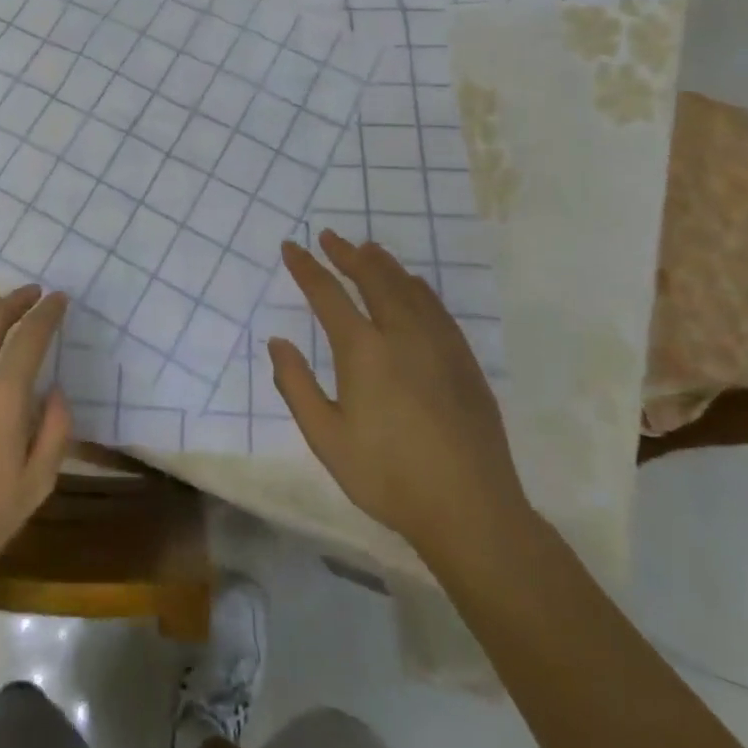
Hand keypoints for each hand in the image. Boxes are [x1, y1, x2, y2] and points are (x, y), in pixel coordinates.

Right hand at [270, 231, 530, 568]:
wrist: (471, 510)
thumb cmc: (388, 476)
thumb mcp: (327, 438)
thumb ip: (297, 386)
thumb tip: (277, 342)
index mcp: (364, 351)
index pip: (328, 294)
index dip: (307, 268)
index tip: (292, 247)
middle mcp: (402, 334)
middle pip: (373, 278)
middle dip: (347, 254)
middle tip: (330, 236)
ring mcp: (438, 344)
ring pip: (408, 287)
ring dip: (383, 264)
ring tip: (367, 248)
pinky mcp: (463, 360)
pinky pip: (436, 307)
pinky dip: (417, 287)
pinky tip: (413, 285)